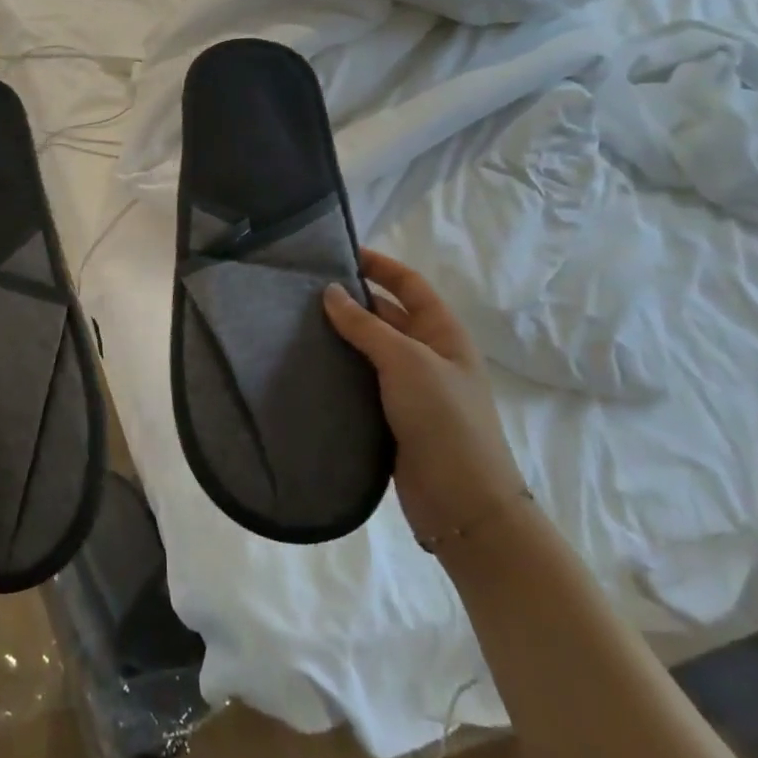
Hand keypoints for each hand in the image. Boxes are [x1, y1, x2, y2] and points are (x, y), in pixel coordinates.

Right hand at [323, 250, 527, 548]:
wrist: (462, 503)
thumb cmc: (444, 420)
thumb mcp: (406, 361)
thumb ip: (366, 325)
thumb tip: (331, 291)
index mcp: (443, 333)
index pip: (409, 284)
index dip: (379, 265)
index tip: (338, 254)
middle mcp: (429, 354)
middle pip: (387, 314)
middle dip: (351, 300)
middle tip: (303, 291)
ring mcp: (411, 387)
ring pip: (370, 349)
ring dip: (341, 335)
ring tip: (295, 323)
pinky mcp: (392, 415)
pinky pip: (362, 380)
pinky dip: (339, 369)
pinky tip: (308, 365)